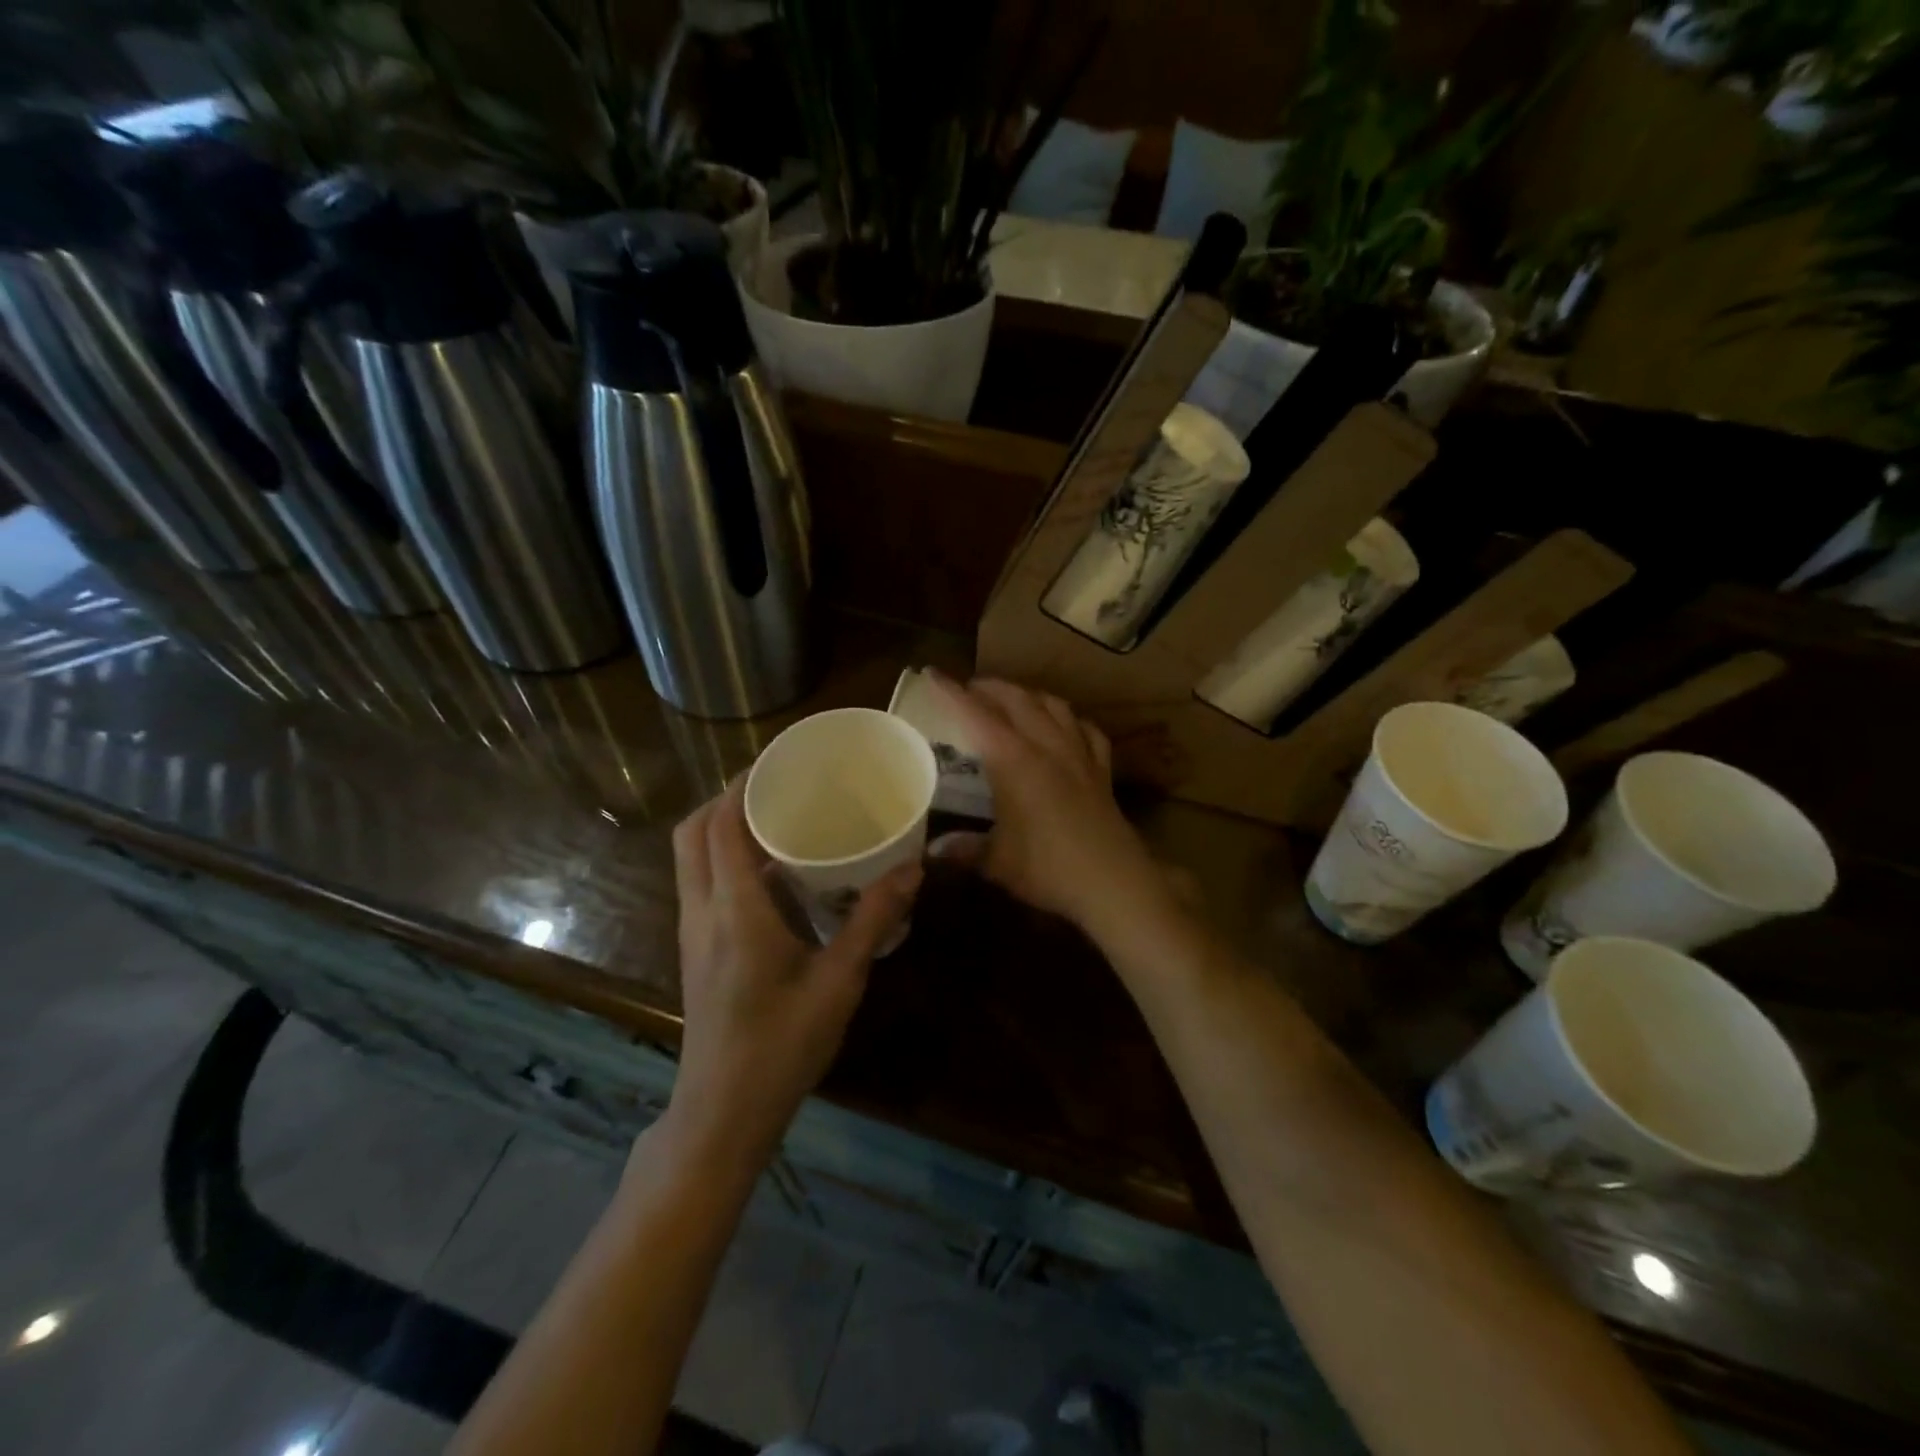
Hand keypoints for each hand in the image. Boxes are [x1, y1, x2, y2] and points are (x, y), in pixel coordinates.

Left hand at [663, 778, 920, 1171]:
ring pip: (691, 858)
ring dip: (721, 827)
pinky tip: (771, 874)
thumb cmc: (782, 1047)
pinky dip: (723, 858)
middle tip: (776, 786)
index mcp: (734, 911)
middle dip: (725, 798)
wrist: (723, 1113)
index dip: (741, 785)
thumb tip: (912, 868)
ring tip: (775, 817)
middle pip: (693, 832)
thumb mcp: (839, 982)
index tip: (778, 761)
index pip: (721, 825)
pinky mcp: (695, 949)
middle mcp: (703, 911)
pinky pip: (701, 883)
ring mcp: (692, 932)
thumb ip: (873, 920)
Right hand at [925, 673, 1170, 934]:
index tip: (934, 674)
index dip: (953, 693)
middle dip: (991, 687)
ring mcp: (1079, 755)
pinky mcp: (1102, 771)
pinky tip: (1067, 726)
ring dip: (1030, 695)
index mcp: (1013, 761)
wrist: (1113, 883)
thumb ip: (964, 850)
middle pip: (1017, 699)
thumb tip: (931, 852)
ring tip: (1015, 700)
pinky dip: (1071, 721)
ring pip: (1054, 706)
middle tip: (971, 689)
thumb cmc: (1048, 869)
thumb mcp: (997, 863)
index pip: (976, 715)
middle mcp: (1047, 746)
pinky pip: (1087, 731)